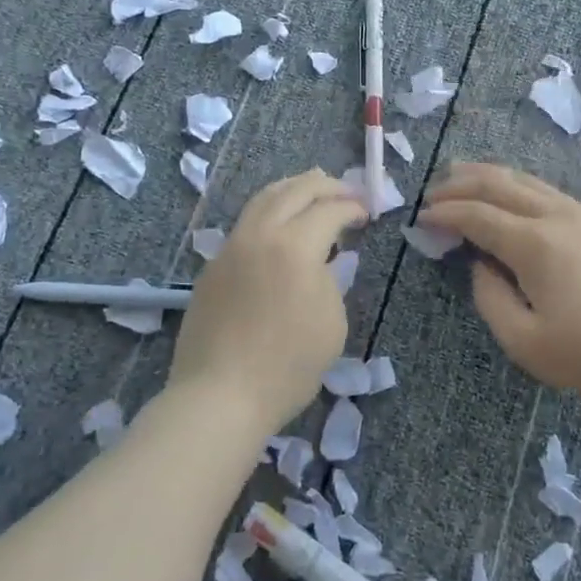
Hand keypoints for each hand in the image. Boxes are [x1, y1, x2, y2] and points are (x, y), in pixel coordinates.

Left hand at [170, 170, 366, 431]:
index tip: (367, 213)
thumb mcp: (331, 323)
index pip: (329, 210)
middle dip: (325, 185)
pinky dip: (269, 211)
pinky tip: (279, 225)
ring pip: (263, 199)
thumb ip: (330, 280)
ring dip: (292, 189)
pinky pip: (245, 223)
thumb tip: (321, 261)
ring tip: (311, 191)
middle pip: (294, 190)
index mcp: (294, 246)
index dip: (352, 207)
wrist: (219, 395)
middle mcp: (260, 235)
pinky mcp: (213, 265)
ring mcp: (231, 247)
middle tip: (346, 191)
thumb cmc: (286, 366)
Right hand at [420, 161, 580, 403]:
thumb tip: (481, 264)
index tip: (420, 218)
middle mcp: (557, 216)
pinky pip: (550, 192)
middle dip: (461, 182)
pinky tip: (513, 196)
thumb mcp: (524, 341)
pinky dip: (519, 186)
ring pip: (527, 181)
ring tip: (463, 176)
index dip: (445, 213)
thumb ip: (490, 297)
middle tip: (433, 190)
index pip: (477, 215)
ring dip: (490, 176)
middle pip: (500, 184)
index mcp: (534, 243)